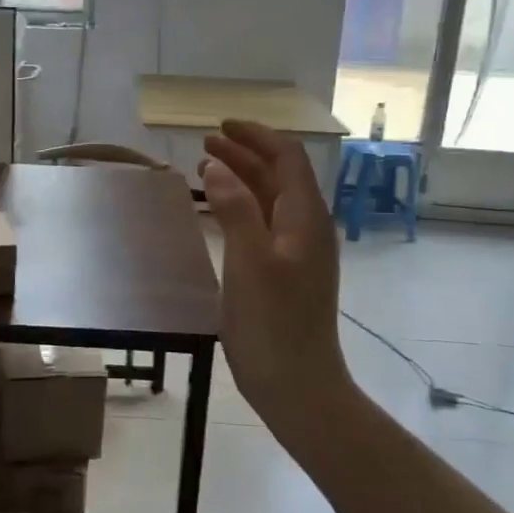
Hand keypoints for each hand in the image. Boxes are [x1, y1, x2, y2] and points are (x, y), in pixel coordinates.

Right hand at [201, 121, 352, 440]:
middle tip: (205, 144)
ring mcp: (300, 252)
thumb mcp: (250, 262)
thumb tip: (218, 166)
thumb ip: (236, 209)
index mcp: (305, 218)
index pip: (287, 157)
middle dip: (245, 153)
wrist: (298, 386)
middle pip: (279, 175)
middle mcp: (308, 228)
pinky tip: (221, 213)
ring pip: (271, 200)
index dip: (256, 136)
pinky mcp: (288, 273)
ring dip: (242, 178)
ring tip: (207, 169)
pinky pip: (265, 223)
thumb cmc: (273, 324)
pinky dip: (242, 206)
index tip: (221, 126)